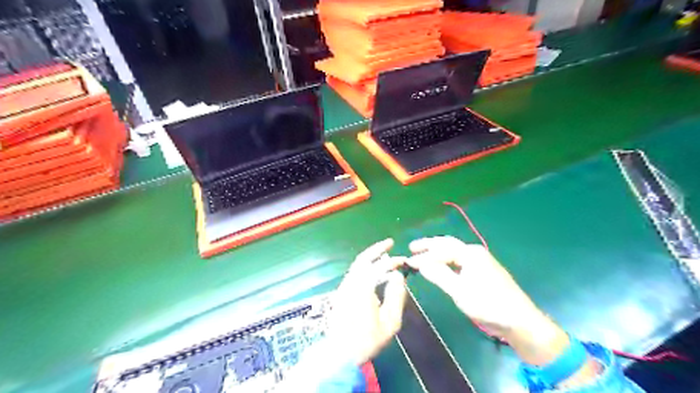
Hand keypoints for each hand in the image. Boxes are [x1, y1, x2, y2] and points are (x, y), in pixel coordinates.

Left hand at [329, 240, 410, 364]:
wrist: (340, 353)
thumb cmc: (367, 339)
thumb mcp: (390, 322)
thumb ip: (396, 296)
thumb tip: (398, 277)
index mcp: (362, 288)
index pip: (379, 267)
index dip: (393, 261)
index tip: (404, 261)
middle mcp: (350, 283)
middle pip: (363, 259)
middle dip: (376, 249)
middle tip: (390, 242)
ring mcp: (343, 287)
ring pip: (357, 265)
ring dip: (370, 257)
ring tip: (384, 255)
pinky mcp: (341, 293)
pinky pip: (354, 273)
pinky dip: (365, 267)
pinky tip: (373, 271)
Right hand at [408, 237, 537, 333]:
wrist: (519, 320)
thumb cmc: (487, 304)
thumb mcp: (459, 291)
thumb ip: (439, 275)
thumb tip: (421, 263)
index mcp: (470, 253)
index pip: (441, 249)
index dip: (423, 255)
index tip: (408, 261)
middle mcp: (475, 252)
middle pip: (447, 244)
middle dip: (429, 245)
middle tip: (412, 247)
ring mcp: (480, 260)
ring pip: (454, 251)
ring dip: (437, 252)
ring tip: (422, 254)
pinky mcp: (483, 270)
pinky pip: (459, 259)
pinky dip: (446, 260)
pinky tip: (441, 265)